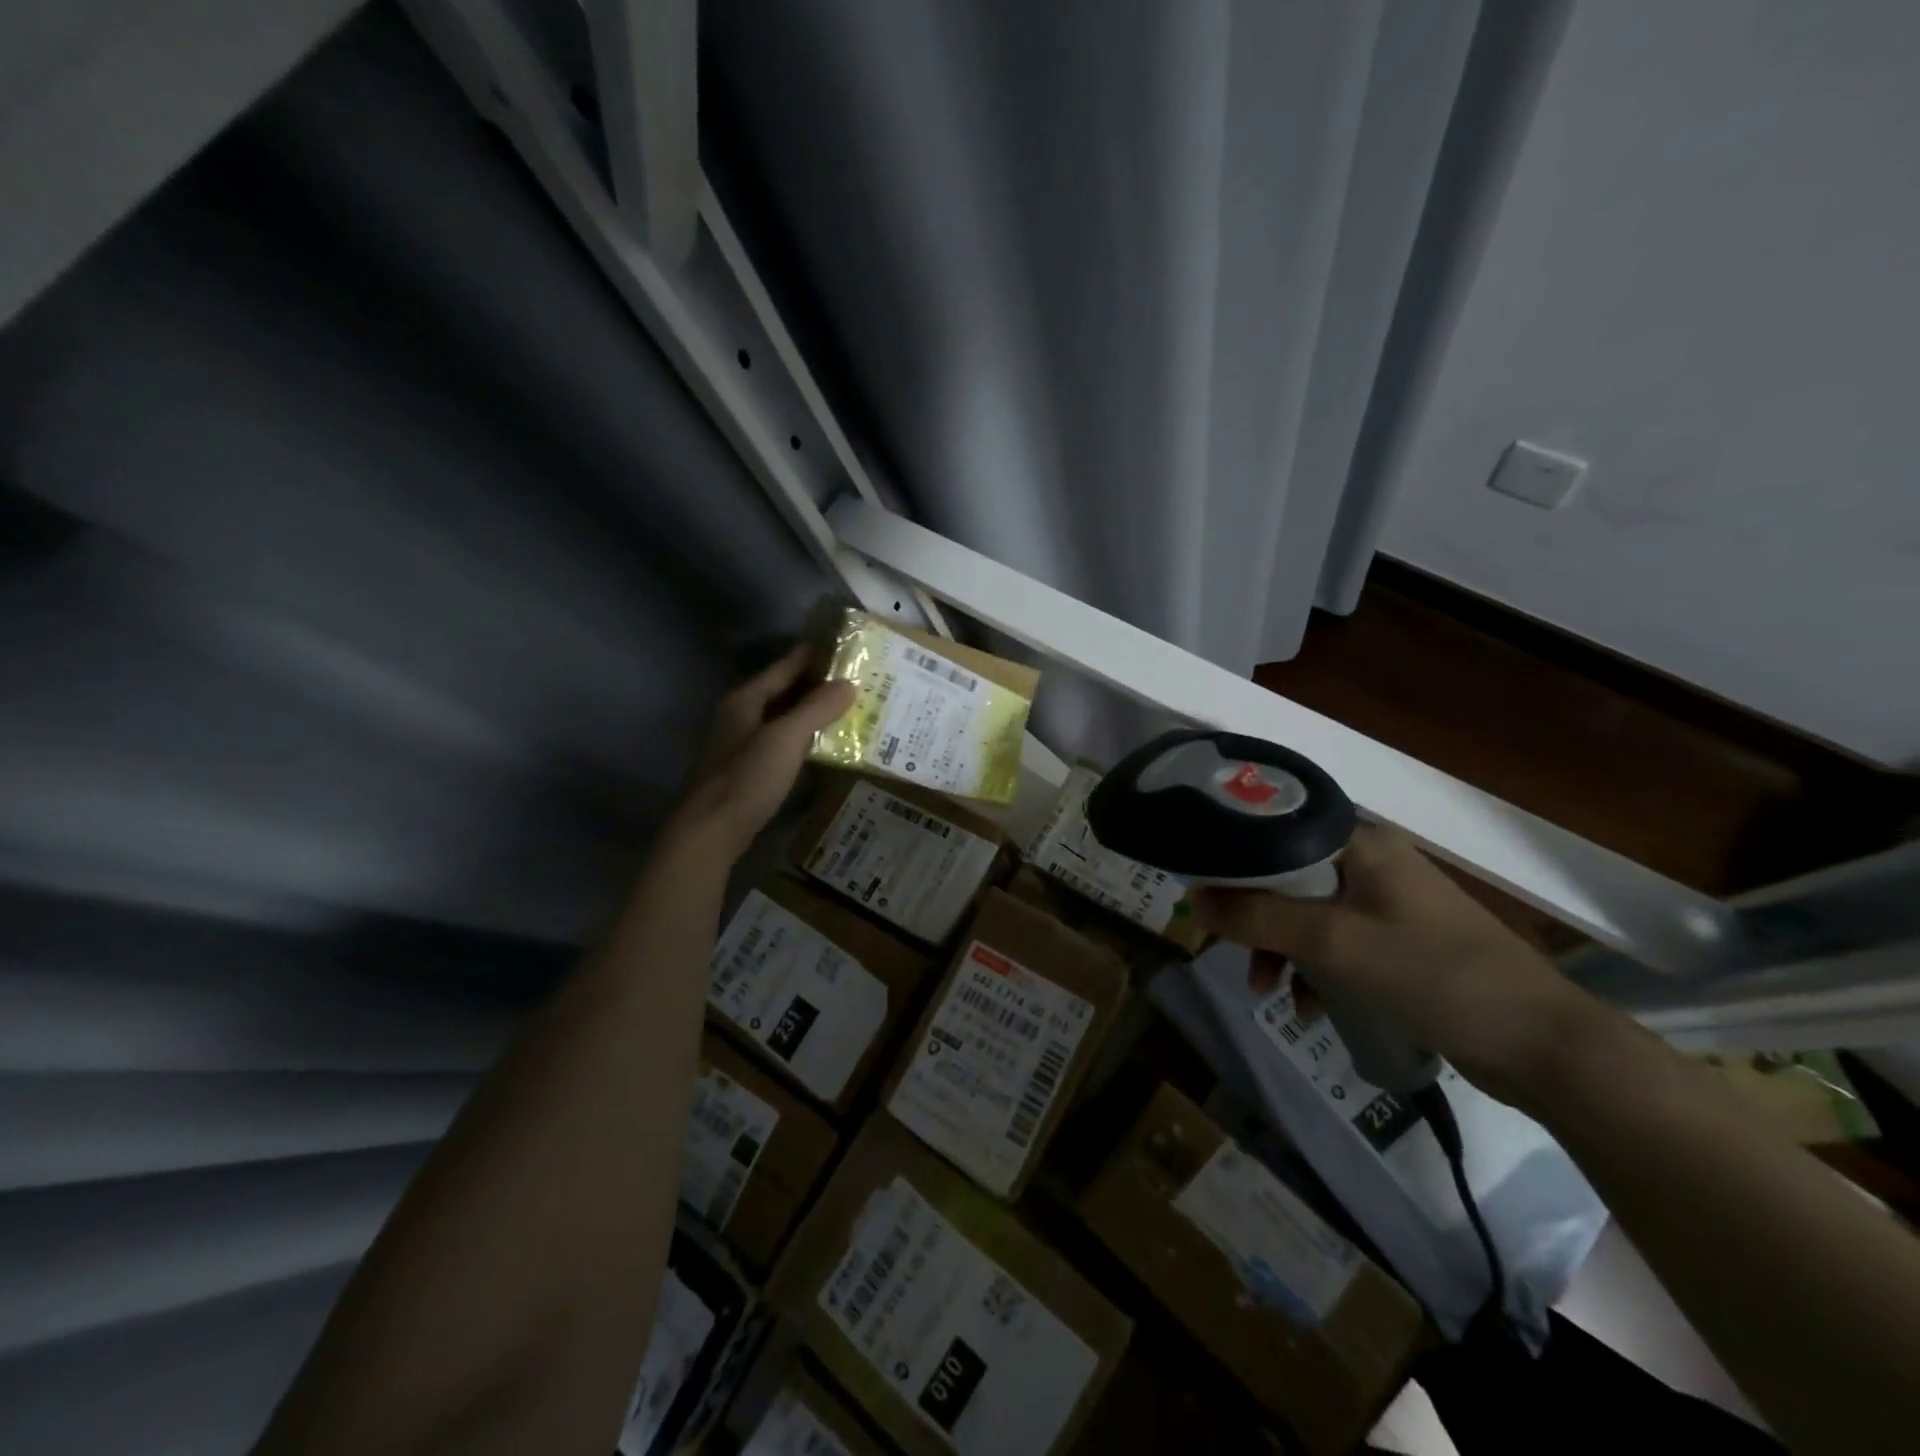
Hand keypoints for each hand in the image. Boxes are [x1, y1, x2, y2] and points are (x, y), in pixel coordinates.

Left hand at [669, 645, 855, 860]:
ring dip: (812, 712)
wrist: (711, 832)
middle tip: (856, 678)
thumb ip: (816, 709)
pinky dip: (804, 737)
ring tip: (850, 707)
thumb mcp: (785, 738)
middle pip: (783, 691)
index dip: (812, 655)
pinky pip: (782, 742)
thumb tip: (848, 684)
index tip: (844, 645)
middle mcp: (741, 716)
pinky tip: (826, 743)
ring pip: (783, 718)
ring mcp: (743, 744)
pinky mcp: (749, 770)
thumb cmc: (747, 778)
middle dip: (817, 684)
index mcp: (745, 700)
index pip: (784, 667)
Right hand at [1191, 824, 1599, 1103]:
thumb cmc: (1433, 974)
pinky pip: (1339, 944)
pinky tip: (1311, 1009)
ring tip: (1267, 991)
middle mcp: (1373, 863)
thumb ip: (1258, 918)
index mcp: (1361, 844)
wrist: (1542, 1045)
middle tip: (1227, 950)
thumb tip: (1193, 901)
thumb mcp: (1333, 943)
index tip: (1202, 894)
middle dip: (1255, 918)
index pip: (1277, 831)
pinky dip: (1318, 971)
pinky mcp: (1402, 942)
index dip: (1234, 860)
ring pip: (1310, 914)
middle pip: (1288, 877)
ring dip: (1282, 950)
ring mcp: (1390, 904)